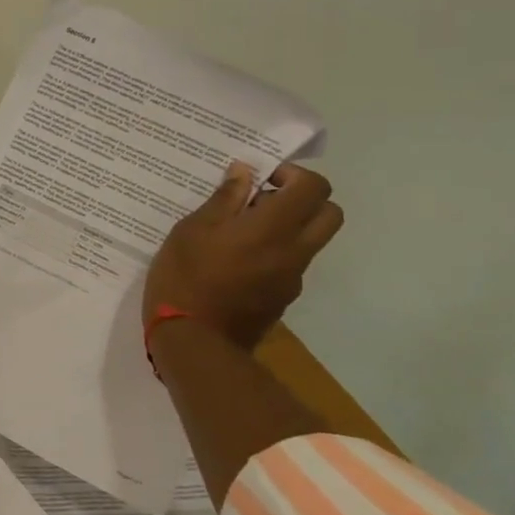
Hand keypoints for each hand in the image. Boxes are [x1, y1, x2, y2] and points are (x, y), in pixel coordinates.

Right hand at [142, 161, 343, 351]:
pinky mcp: (282, 299)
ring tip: (239, 233)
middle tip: (261, 201)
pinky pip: (290, 264)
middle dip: (303, 199)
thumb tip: (244, 172)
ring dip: (287, 227)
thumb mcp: (191, 230)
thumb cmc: (185, 278)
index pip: (314, 187)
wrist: (194, 342)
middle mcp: (294, 251)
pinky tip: (232, 263)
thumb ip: (223, 199)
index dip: (292, 174)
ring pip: (310, 241)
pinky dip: (273, 253)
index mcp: (273, 228)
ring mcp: (291, 279)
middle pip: (329, 213)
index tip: (259, 179)